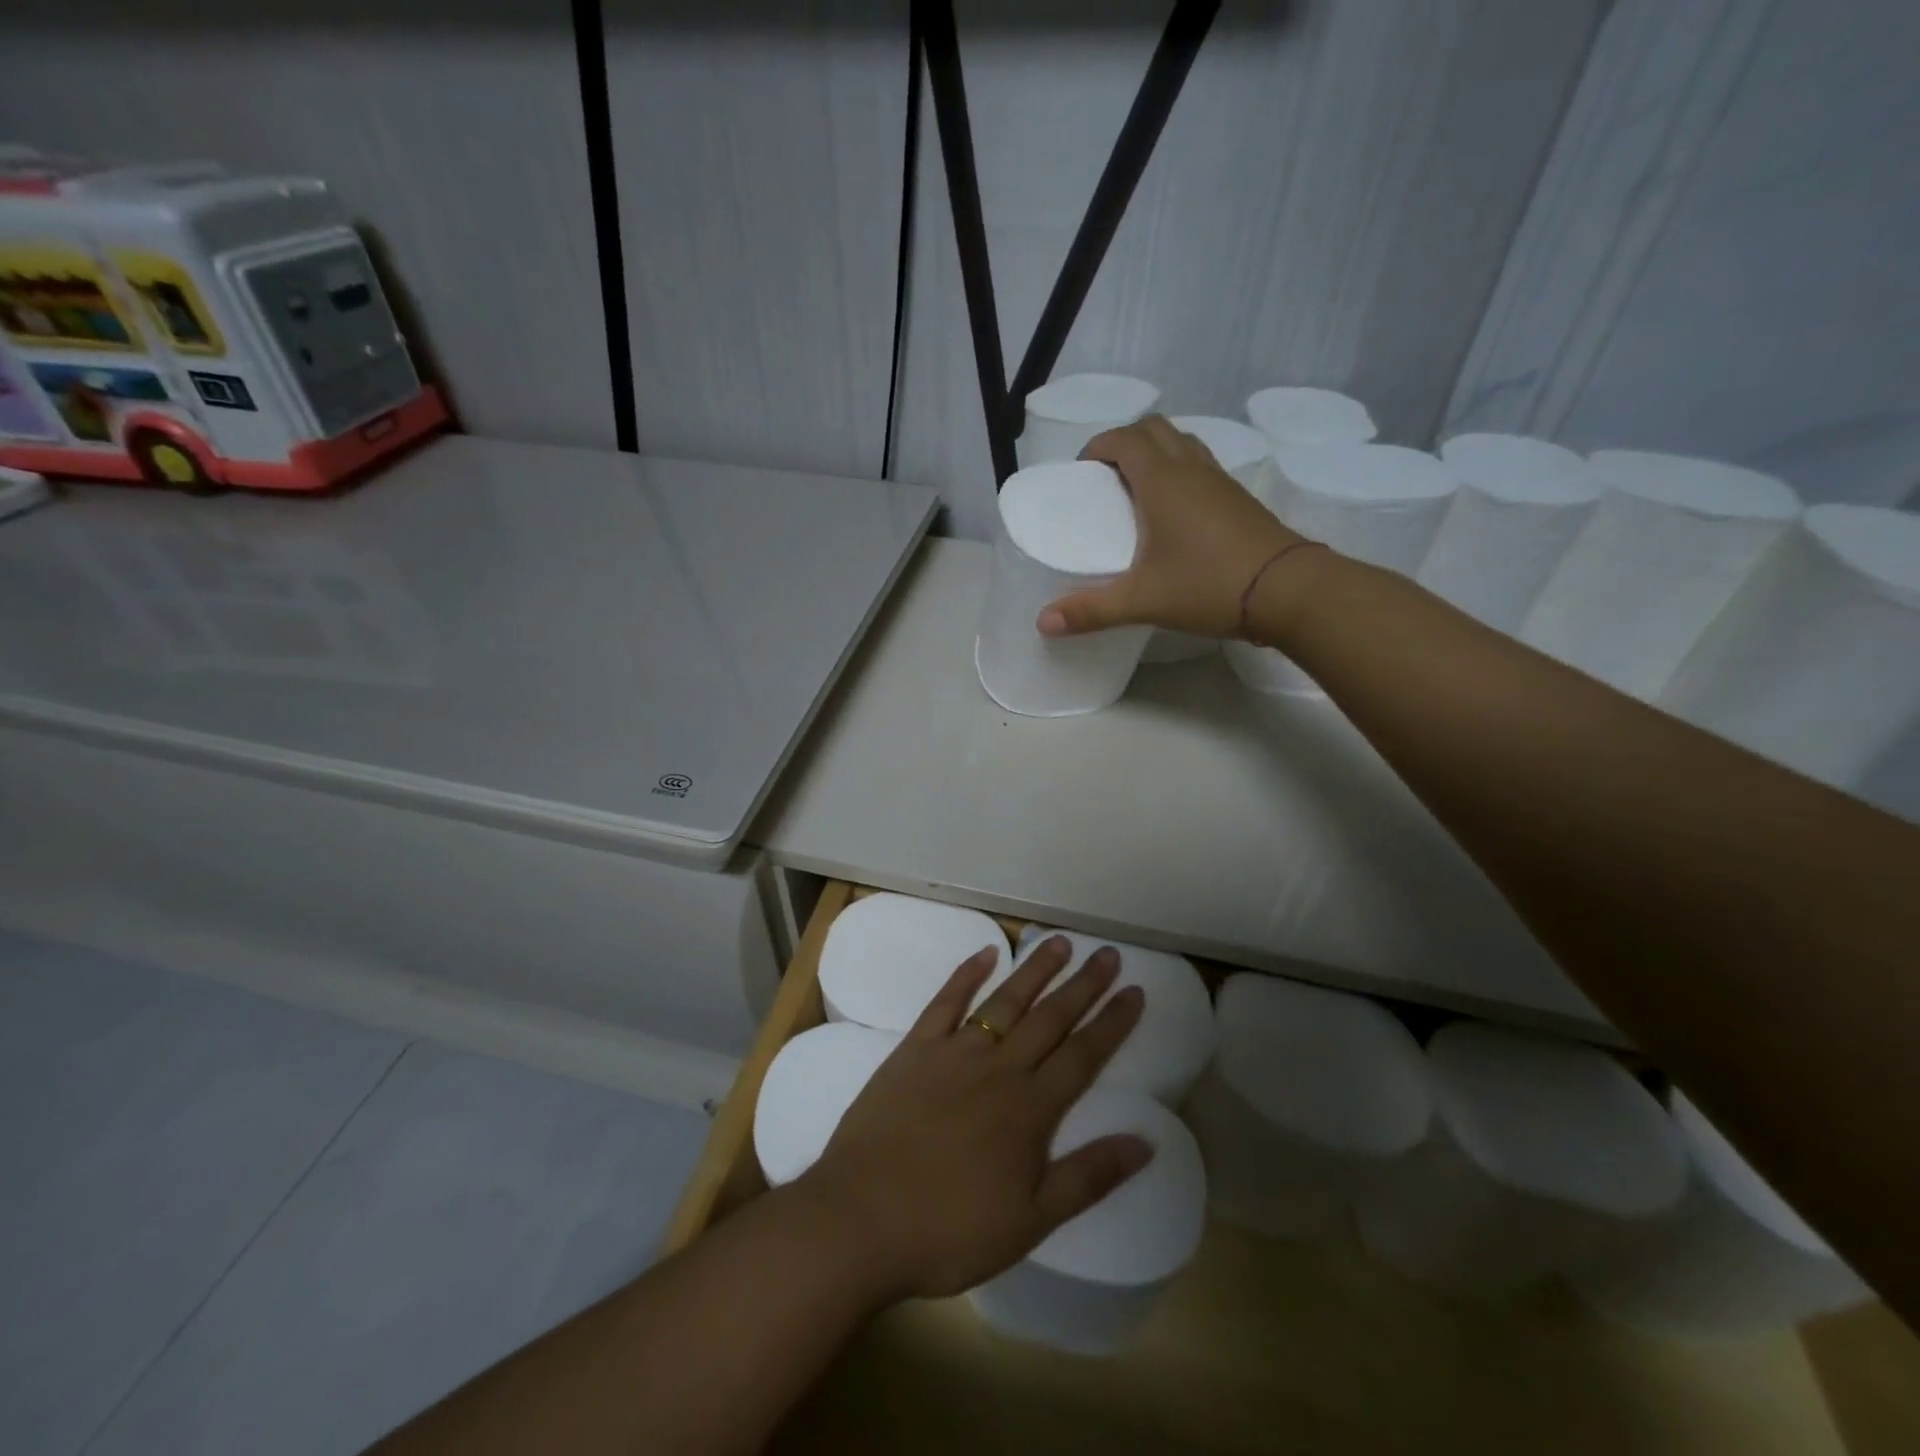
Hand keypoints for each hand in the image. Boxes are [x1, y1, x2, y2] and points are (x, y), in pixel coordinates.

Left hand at [799, 936, 1150, 1301]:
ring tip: (1060, 942)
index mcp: (1030, 1109)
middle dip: (1083, 986)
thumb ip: (1088, 1177)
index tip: (1135, 991)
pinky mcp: (914, 1049)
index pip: (1083, 1055)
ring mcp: (954, 1052)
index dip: (1112, 1023)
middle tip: (1108, 954)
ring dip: (1035, 970)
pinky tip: (986, 952)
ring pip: (1005, 1001)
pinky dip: (967, 974)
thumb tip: (1145, 1142)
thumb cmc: (949, 1230)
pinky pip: (945, 1002)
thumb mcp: (1030, 1221)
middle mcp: (998, 1068)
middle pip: (1050, 1018)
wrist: (861, 1219)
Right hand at [1037, 415, 1305, 639]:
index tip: (1082, 470)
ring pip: (1184, 444)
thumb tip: (1043, 623)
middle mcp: (1191, 469)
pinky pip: (1203, 468)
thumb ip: (1091, 611)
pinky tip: (1175, 514)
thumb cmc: (1208, 585)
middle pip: (1156, 429)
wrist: (1288, 590)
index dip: (1099, 445)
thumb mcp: (1142, 601)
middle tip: (1106, 478)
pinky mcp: (1240, 499)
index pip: (1125, 438)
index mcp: (1162, 480)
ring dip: (1157, 453)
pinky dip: (1181, 473)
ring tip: (1138, 491)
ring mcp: (1221, 481)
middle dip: (1126, 442)